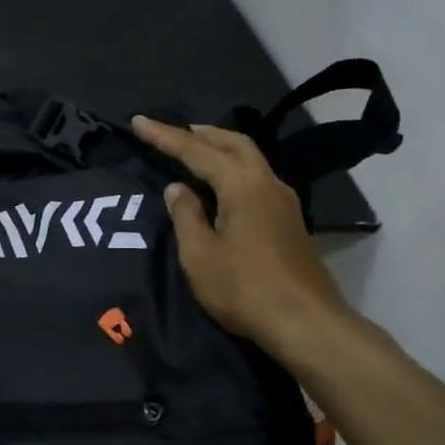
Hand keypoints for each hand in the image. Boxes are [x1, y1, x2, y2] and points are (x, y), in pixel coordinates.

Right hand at [131, 117, 352, 358]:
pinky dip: (234, 170)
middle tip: (174, 132)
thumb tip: (177, 189)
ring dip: (221, 150)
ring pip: (250, 160)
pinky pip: (257, 179)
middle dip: (202, 134)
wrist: (305, 323)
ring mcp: (284, 202)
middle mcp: (267, 183)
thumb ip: (186, 216)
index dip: (165, 136)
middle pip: (234, 144)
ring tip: (196, 152)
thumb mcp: (200, 255)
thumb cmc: (244, 288)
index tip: (139, 122)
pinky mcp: (290, 222)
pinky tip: (222, 186)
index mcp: (242, 186)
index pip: (196, 151)